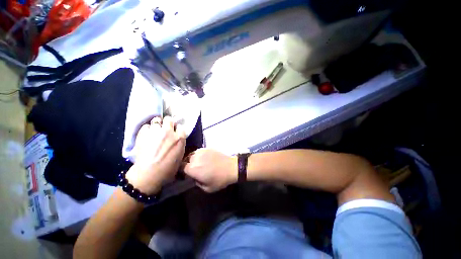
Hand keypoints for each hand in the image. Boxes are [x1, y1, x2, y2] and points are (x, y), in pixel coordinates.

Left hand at [125, 116, 185, 194]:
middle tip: (165, 128)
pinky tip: (146, 136)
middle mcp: (169, 132)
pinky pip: (146, 126)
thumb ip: (179, 145)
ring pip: (156, 120)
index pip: (180, 127)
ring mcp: (155, 132)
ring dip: (156, 125)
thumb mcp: (180, 156)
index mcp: (180, 138)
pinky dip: (146, 130)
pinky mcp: (143, 134)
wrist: (148, 175)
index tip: (175, 133)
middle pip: (169, 119)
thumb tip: (177, 140)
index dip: (177, 129)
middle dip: (167, 123)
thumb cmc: (168, 169)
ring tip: (154, 131)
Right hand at [182, 149, 236, 191]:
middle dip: (187, 165)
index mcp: (193, 168)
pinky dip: (200, 155)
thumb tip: (193, 176)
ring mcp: (201, 151)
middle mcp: (195, 158)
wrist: (231, 167)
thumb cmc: (219, 179)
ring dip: (193, 159)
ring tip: (200, 164)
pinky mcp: (207, 148)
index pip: (180, 167)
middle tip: (194, 169)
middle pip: (186, 160)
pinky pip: (199, 151)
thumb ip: (196, 182)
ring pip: (192, 155)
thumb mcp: (206, 188)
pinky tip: (205, 159)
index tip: (185, 174)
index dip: (180, 171)